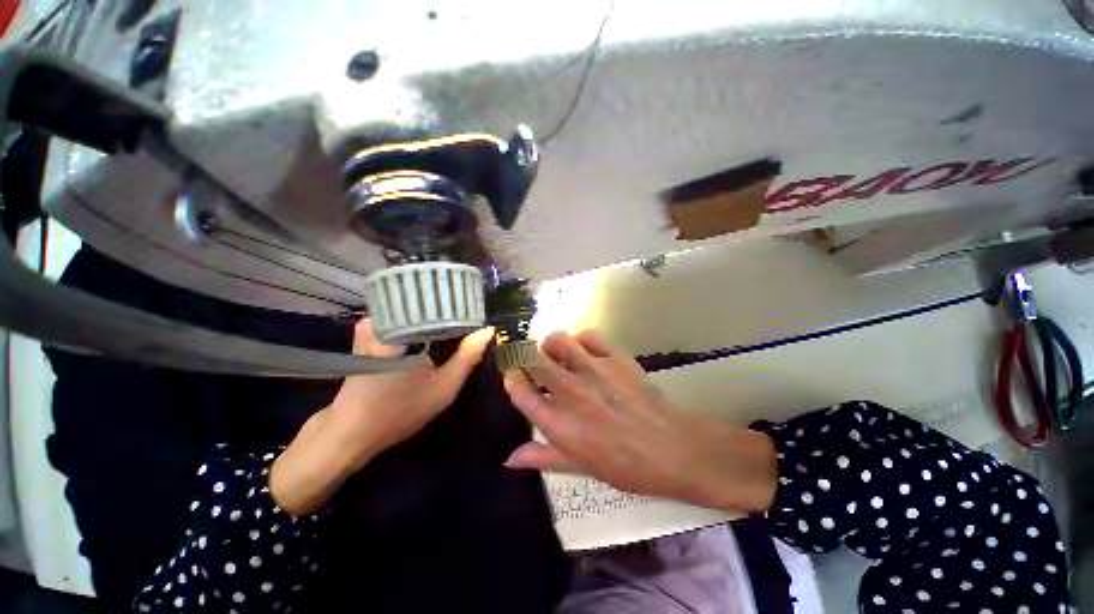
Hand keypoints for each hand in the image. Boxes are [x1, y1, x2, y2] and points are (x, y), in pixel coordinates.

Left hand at [271, 320, 493, 515]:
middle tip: (472, 322)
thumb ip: (467, 357)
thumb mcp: (442, 387)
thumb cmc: (397, 411)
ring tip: (458, 326)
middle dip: (451, 313)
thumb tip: (489, 330)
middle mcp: (386, 317)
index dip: (463, 308)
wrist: (350, 432)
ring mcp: (373, 323)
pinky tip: (434, 336)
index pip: (441, 304)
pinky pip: (404, 319)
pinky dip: (420, 325)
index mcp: (403, 327)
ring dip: (435, 319)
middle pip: (428, 305)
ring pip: (416, 311)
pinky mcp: (368, 332)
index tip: (479, 313)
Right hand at [504, 330, 777, 513]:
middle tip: (531, 363)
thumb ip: (542, 458)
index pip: (520, 393)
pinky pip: (589, 335)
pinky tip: (585, 352)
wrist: (675, 449)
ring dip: (550, 345)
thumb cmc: (626, 466)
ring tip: (557, 355)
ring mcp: (594, 370)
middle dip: (524, 356)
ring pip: (557, 340)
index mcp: (560, 425)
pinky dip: (582, 340)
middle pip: (532, 359)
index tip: (514, 379)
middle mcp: (571, 392)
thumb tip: (508, 459)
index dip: (512, 381)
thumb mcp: (580, 468)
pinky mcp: (616, 357)